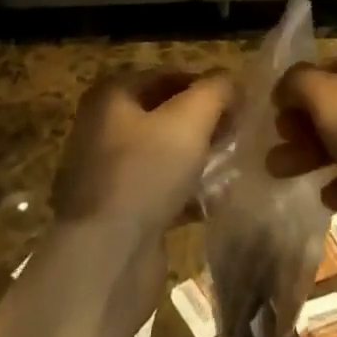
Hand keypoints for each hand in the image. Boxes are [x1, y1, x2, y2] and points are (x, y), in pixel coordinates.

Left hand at [52, 69, 233, 243]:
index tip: (235, 102)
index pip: (165, 76)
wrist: (106, 260)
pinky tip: (212, 202)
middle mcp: (101, 129)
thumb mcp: (191, 118)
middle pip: (162, 114)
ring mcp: (105, 174)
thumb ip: (216, 91)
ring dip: (194, 159)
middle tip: (235, 133)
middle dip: (201, 123)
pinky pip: (156, 192)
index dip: (202, 85)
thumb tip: (232, 81)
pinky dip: (183, 193)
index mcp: (111, 96)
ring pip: (161, 155)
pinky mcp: (115, 214)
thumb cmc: (146, 171)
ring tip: (229, 167)